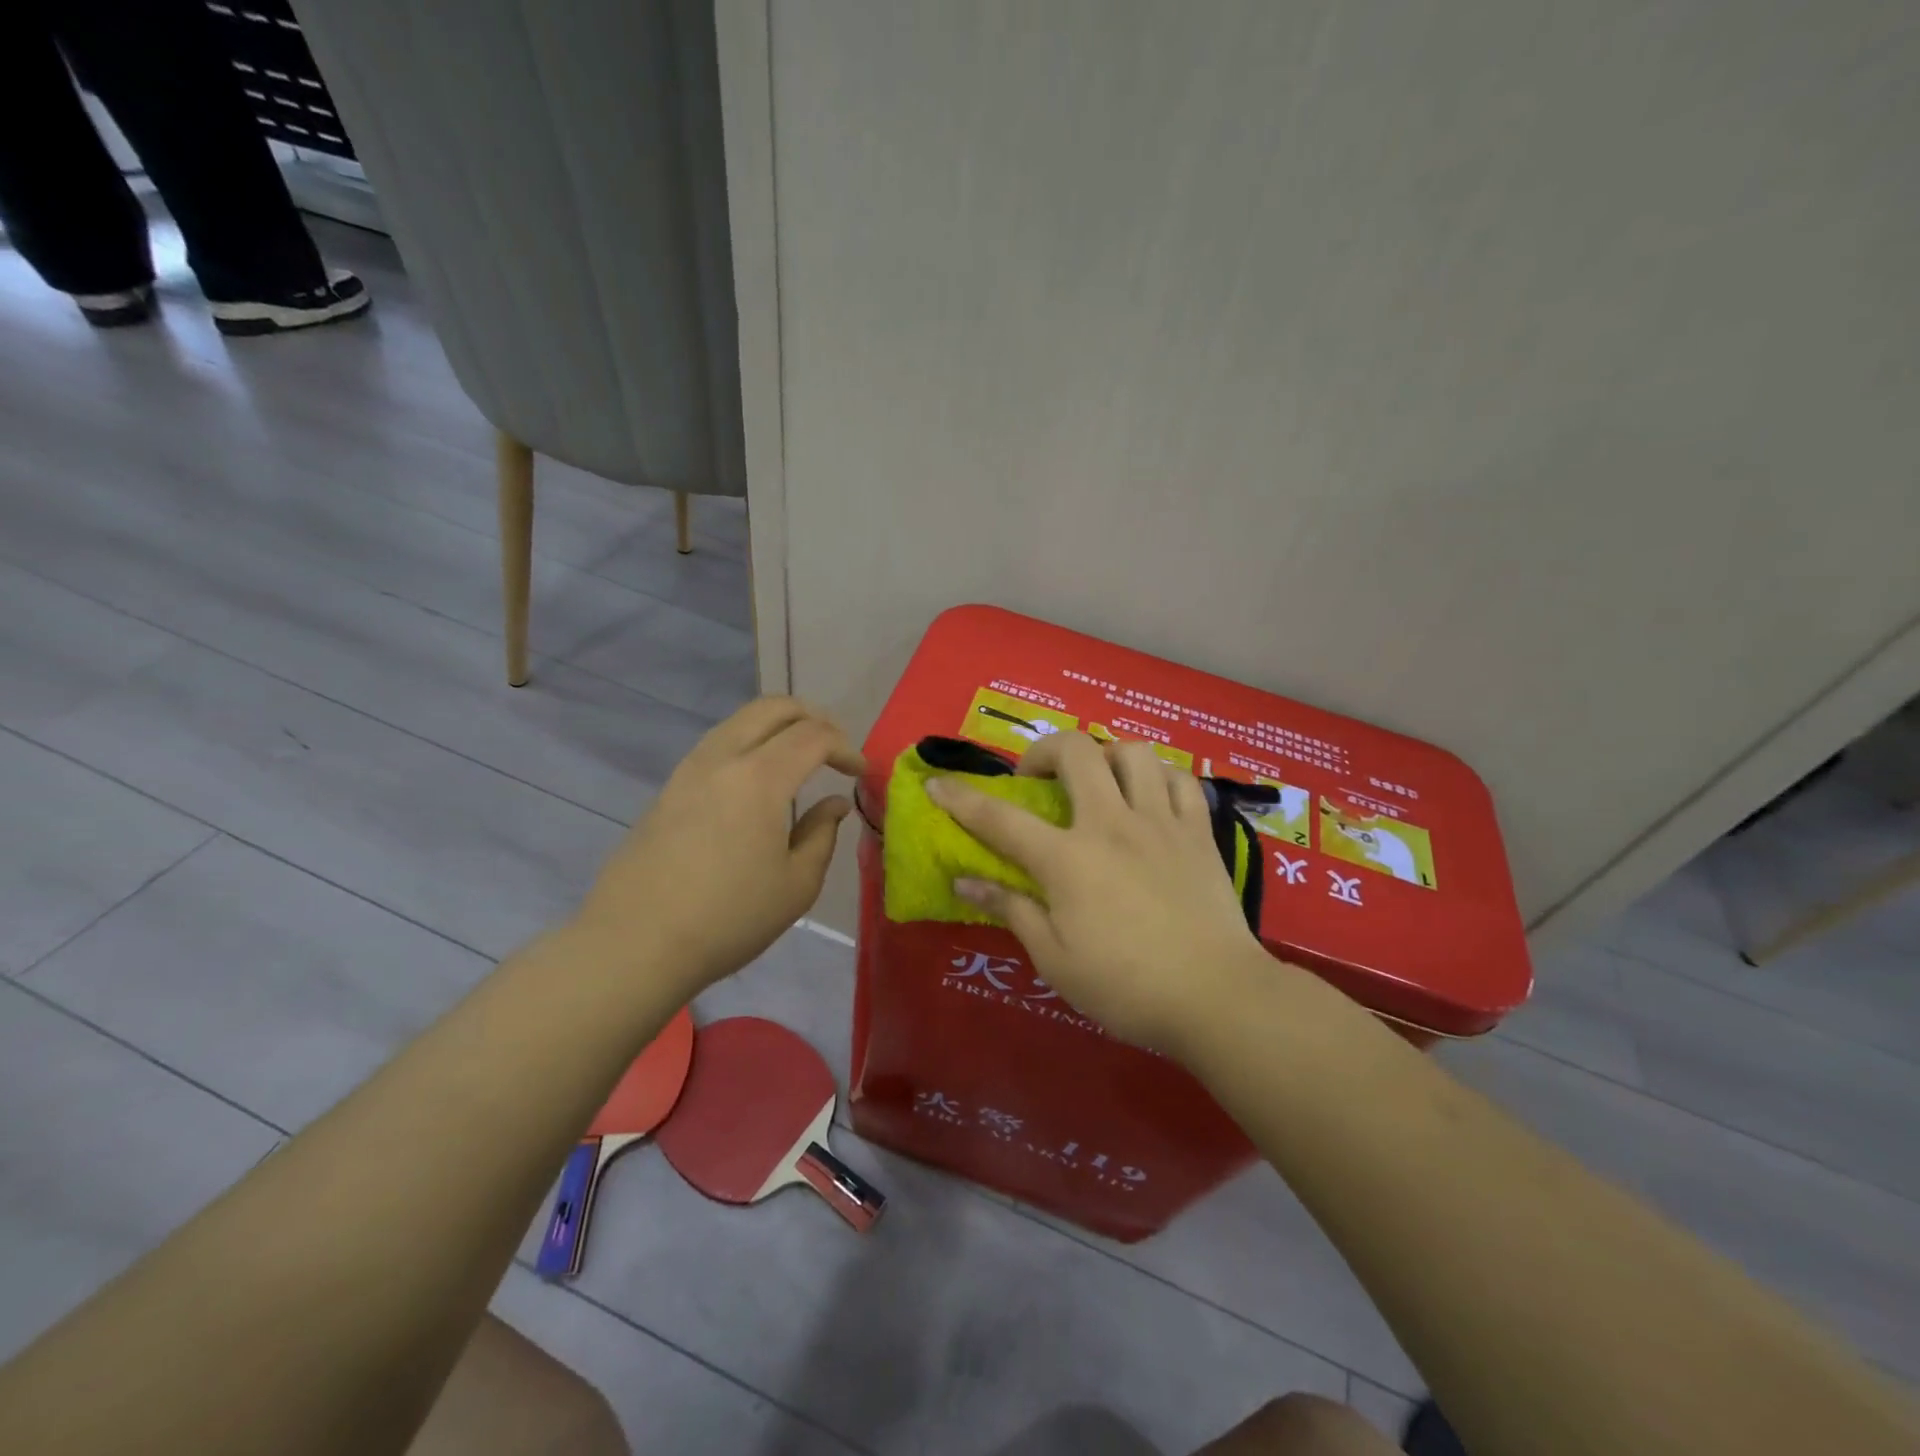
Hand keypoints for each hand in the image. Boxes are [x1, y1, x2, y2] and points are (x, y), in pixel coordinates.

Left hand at [575, 697, 864, 994]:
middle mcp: (722, 758)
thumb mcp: (796, 885)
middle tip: (834, 748)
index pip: (813, 736)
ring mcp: (688, 770)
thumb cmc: (728, 919)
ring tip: (799, 760)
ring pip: (740, 720)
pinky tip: (758, 781)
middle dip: (813, 717)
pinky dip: (750, 745)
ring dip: (778, 727)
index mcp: (760, 778)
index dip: (845, 747)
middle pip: (773, 707)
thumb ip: (822, 834)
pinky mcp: (668, 788)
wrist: (634, 943)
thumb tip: (833, 804)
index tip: (859, 773)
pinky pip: (718, 744)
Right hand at [927, 734, 1269, 1052]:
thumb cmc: (1126, 986)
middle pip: (1074, 751)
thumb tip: (965, 880)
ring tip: (1097, 783)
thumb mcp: (1054, 959)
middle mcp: (1111, 824)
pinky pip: (1179, 778)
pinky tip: (1148, 798)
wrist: (1217, 997)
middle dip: (1043, 751)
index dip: (962, 798)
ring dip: (1105, 756)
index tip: (938, 785)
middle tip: (1036, 779)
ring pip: (1132, 751)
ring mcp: (1160, 821)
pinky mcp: (1198, 831)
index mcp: (1068, 859)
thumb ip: (1011, 910)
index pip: (1000, 819)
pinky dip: (1157, 777)